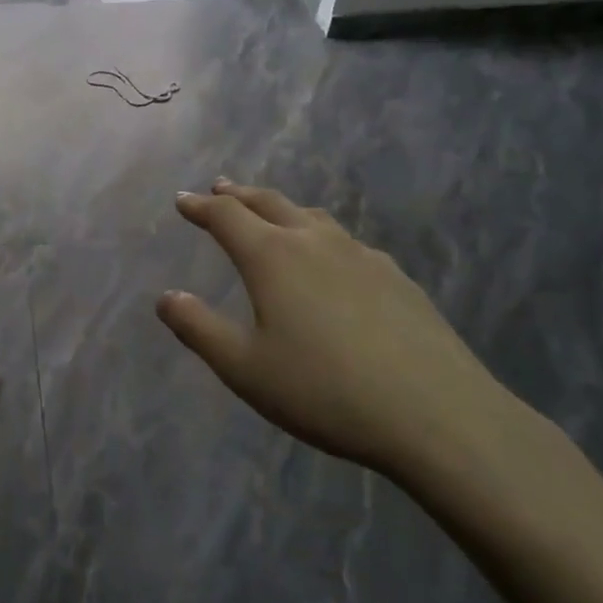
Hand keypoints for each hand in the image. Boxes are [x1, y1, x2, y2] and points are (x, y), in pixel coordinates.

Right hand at [156, 180, 520, 477]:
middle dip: (238, 195)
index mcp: (272, 257)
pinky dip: (319, 235)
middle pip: (269, 203)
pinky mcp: (397, 277)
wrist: (437, 414)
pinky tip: (329, 259)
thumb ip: (198, 329)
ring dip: (281, 208)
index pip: (226, 216)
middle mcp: (315, 242)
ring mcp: (362, 256)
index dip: (199, 206)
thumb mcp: (244, 368)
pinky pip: (345, 241)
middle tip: (219, 188)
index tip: (182, 199)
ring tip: (269, 212)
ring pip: (311, 217)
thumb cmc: (324, 391)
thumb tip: (166, 297)